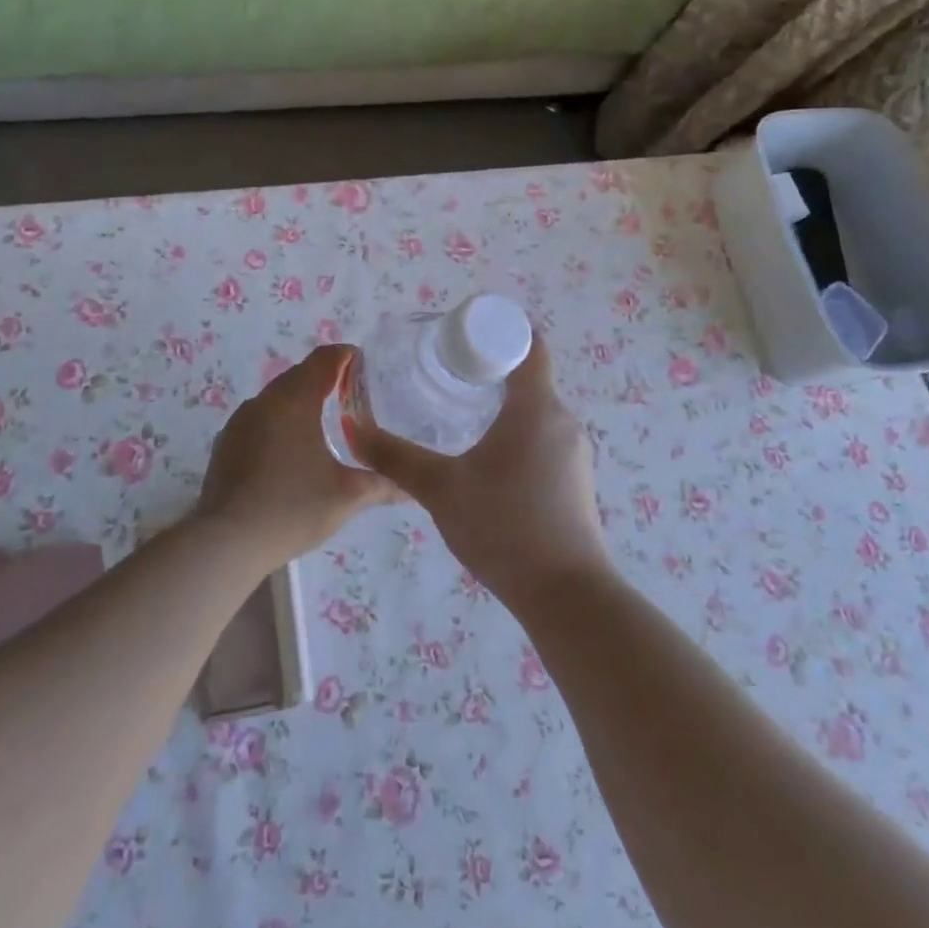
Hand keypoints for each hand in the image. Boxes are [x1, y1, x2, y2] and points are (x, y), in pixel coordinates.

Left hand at [194, 344, 397, 570]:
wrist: (226, 542)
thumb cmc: (292, 509)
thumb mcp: (346, 497)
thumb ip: (381, 484)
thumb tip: (410, 487)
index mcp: (294, 401)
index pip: (323, 360)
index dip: (345, 356)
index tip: (364, 363)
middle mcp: (264, 402)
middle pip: (298, 375)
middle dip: (325, 377)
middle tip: (352, 393)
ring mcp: (240, 422)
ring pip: (276, 397)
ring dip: (300, 399)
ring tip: (324, 420)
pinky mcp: (226, 443)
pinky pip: (260, 418)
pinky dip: (280, 421)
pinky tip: (291, 448)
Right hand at [346, 335, 610, 606]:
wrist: (566, 595)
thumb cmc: (504, 527)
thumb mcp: (440, 489)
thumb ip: (395, 458)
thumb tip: (353, 430)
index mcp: (536, 407)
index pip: (528, 344)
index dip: (496, 332)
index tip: (459, 339)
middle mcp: (562, 420)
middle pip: (528, 376)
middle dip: (488, 369)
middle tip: (445, 374)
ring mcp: (574, 452)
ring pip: (535, 411)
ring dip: (501, 405)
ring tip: (458, 415)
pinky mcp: (575, 480)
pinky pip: (543, 438)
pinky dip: (515, 433)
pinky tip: (485, 460)